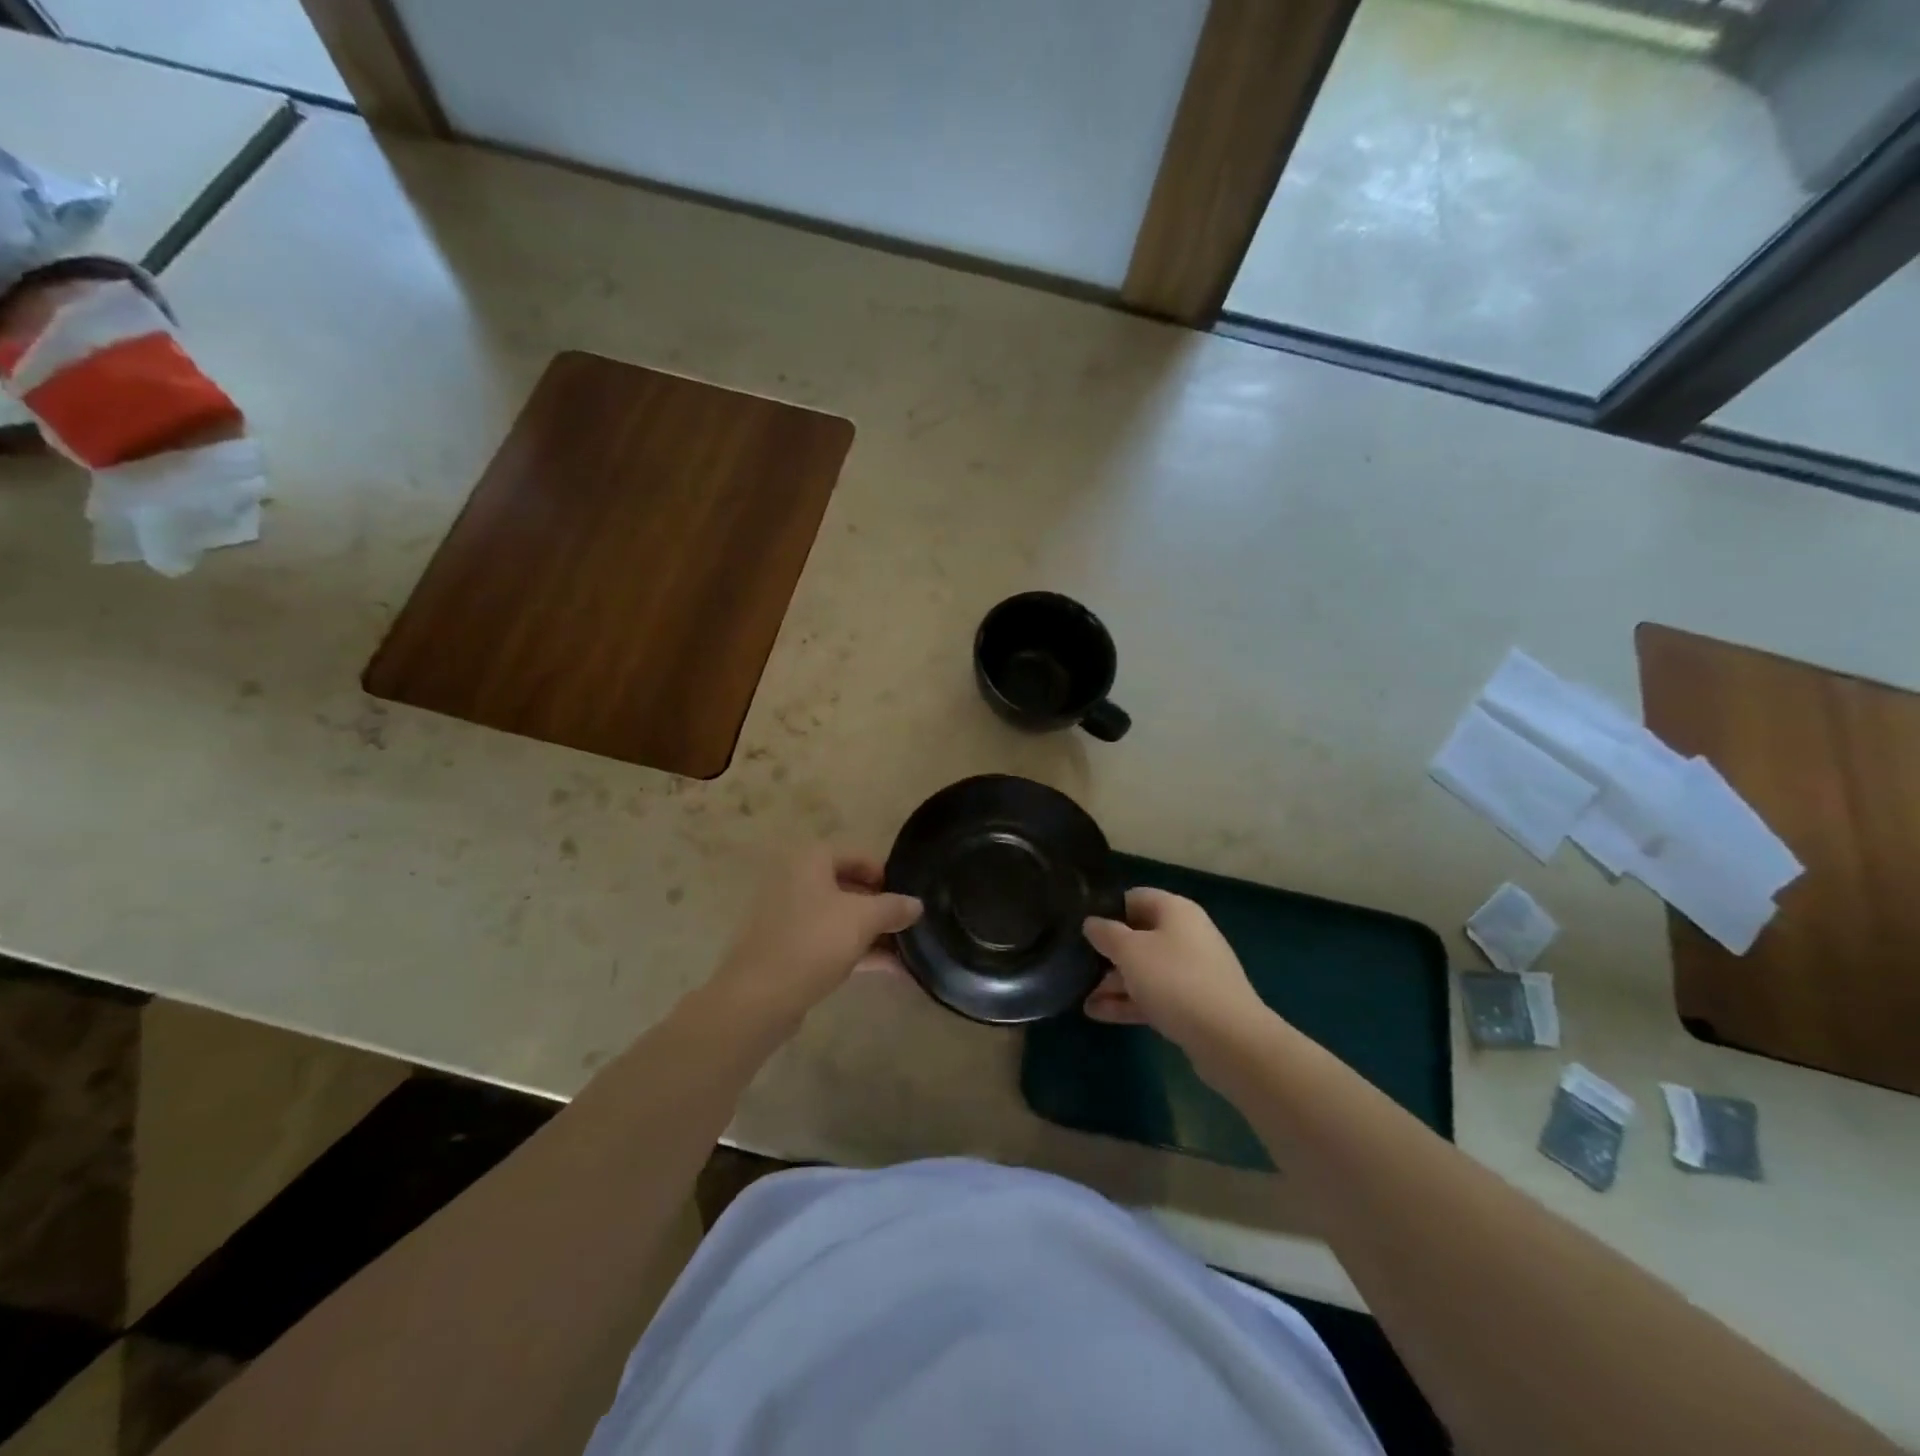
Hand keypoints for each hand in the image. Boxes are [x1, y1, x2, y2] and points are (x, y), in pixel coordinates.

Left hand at [709, 845, 921, 1026]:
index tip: (908, 899)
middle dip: (881, 908)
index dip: (887, 875)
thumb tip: (916, 904)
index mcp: (810, 860)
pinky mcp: (787, 948)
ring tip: (908, 950)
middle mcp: (795, 880)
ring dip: (872, 932)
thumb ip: (894, 907)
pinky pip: (828, 941)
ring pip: (839, 917)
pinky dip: (856, 950)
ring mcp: (788, 916)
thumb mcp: (863, 919)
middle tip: (909, 925)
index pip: (858, 855)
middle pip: (849, 886)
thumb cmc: (814, 941)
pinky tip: (890, 969)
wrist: (759, 997)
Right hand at [1083, 889, 1267, 1054]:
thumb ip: (1106, 933)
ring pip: (1145, 970)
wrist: (1230, 1039)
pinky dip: (1129, 1002)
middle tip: (1076, 965)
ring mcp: (1192, 971)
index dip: (1106, 909)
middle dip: (1107, 952)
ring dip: (1114, 982)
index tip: (1080, 927)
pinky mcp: (1194, 1004)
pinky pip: (1154, 995)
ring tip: (1081, 996)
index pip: (1134, 898)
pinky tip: (1098, 1014)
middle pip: (1139, 936)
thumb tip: (1091, 922)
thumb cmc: (1175, 980)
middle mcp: (1186, 935)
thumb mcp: (1130, 951)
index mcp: (1176, 911)